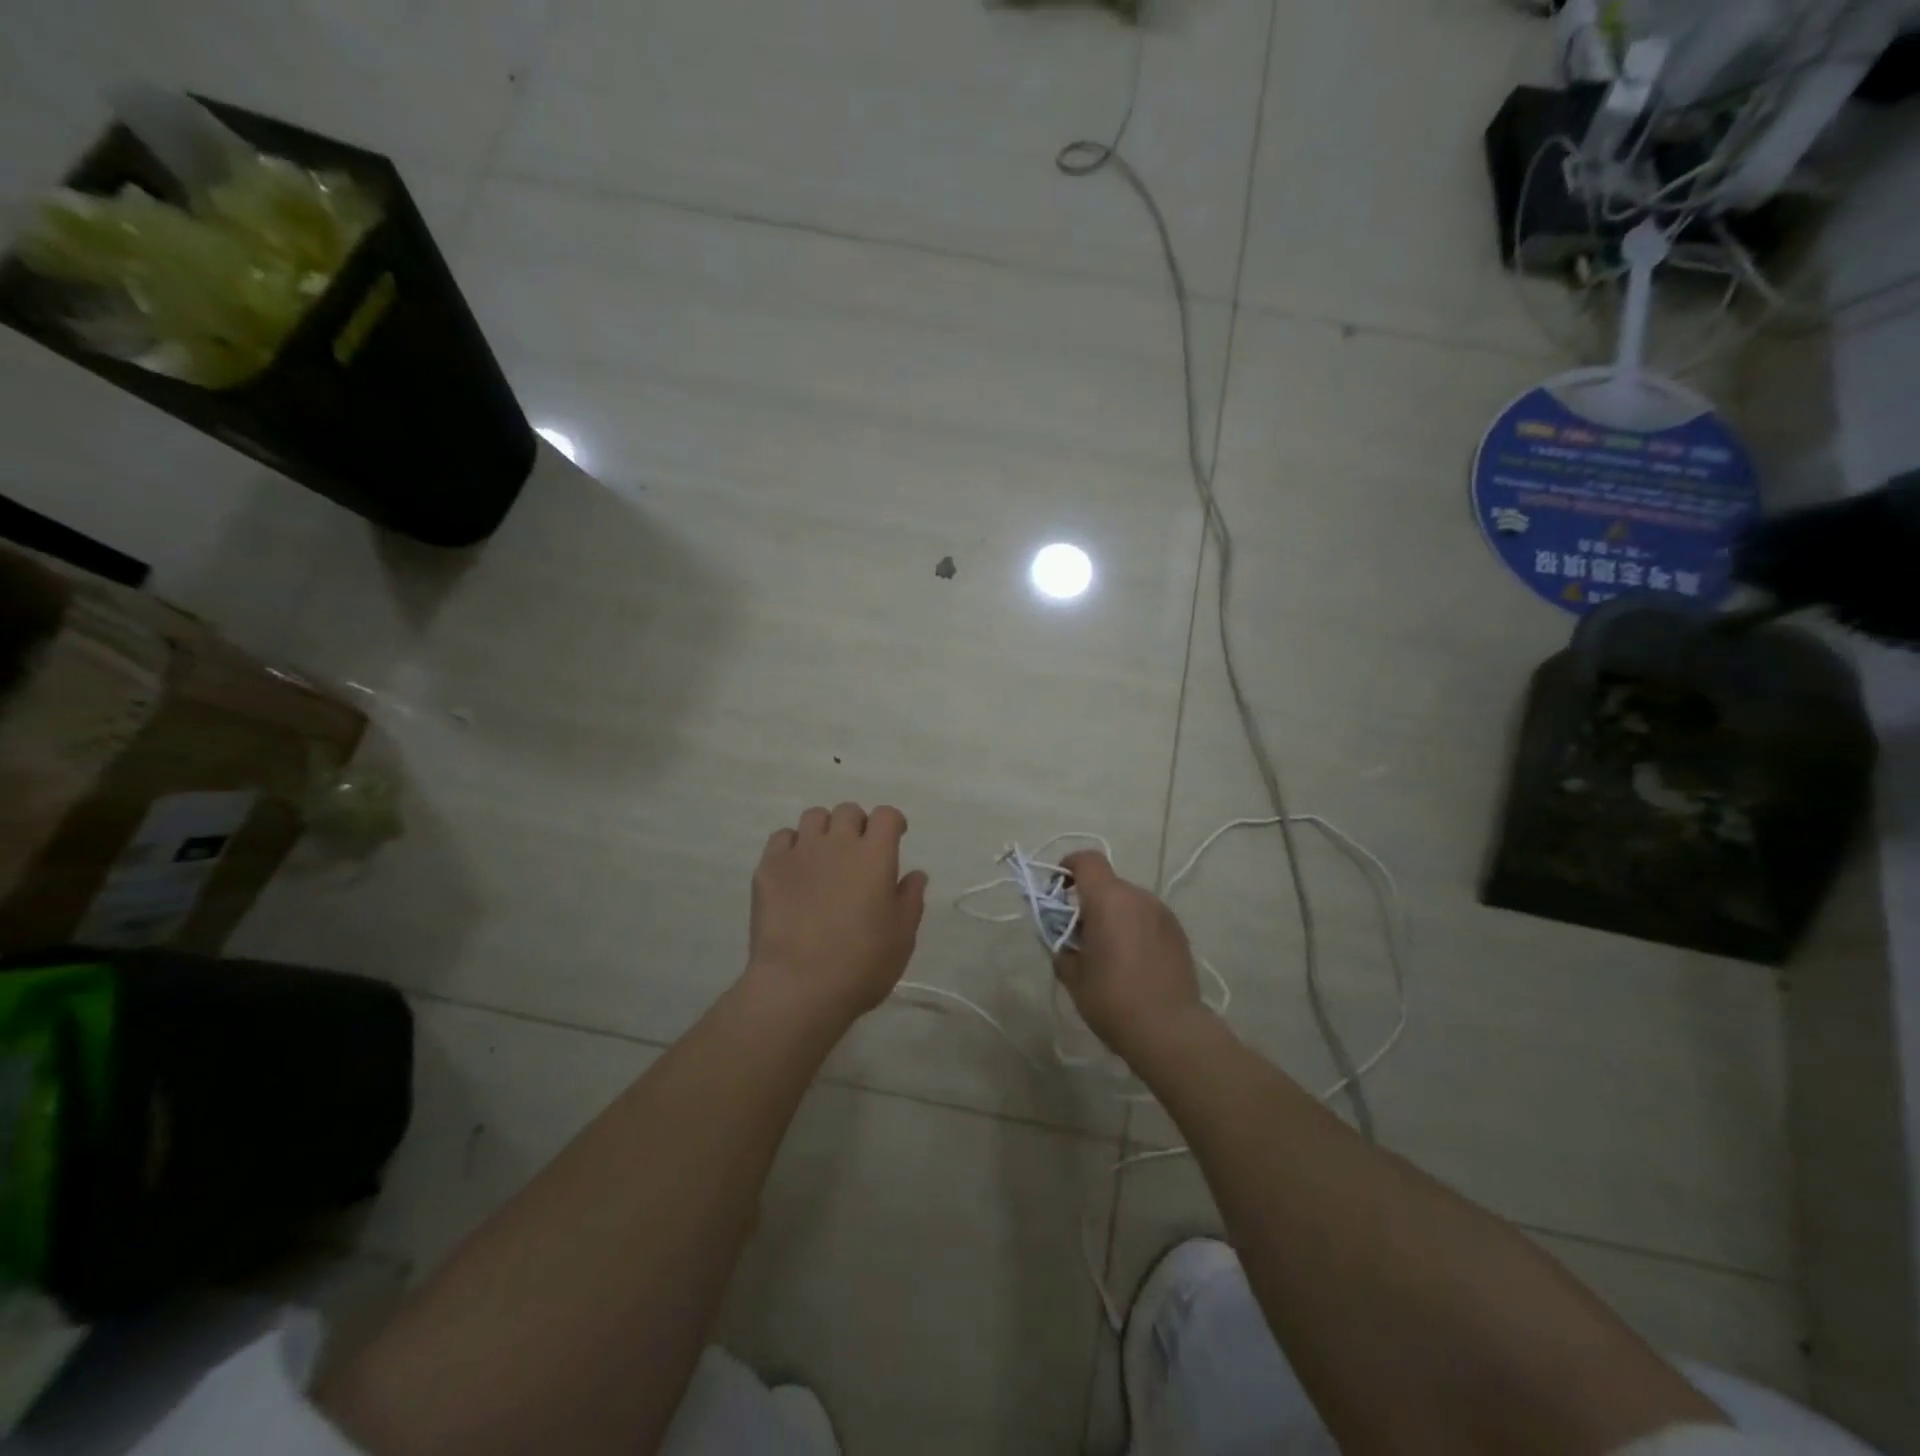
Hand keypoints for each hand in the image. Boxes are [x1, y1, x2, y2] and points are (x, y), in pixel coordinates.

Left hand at [746, 803, 927, 1027]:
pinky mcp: (768, 868)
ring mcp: (799, 852)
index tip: (895, 838)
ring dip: (824, 830)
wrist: (799, 986)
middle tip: (858, 853)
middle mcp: (837, 843)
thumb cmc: (862, 963)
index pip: (886, 815)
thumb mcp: (902, 936)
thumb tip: (914, 874)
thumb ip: (910, 899)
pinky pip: (781, 838)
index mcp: (875, 855)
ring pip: (813, 817)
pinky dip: (791, 846)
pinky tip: (795, 870)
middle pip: (848, 810)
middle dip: (857, 825)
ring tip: (824, 857)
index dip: (892, 822)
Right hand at [1054, 851, 1206, 1064]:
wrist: (1169, 1030)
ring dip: (1114, 916)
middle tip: (1080, 935)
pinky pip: (1147, 918)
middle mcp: (1138, 897)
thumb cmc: (1112, 998)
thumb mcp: (1072, 974)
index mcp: (1108, 899)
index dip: (1068, 867)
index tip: (1058, 890)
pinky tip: (1133, 962)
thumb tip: (1064, 938)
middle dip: (1089, 901)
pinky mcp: (1179, 932)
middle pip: (1107, 884)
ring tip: (1109, 953)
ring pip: (1129, 902)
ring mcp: (1162, 913)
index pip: (1086, 860)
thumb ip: (1062, 946)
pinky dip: (1134, 928)